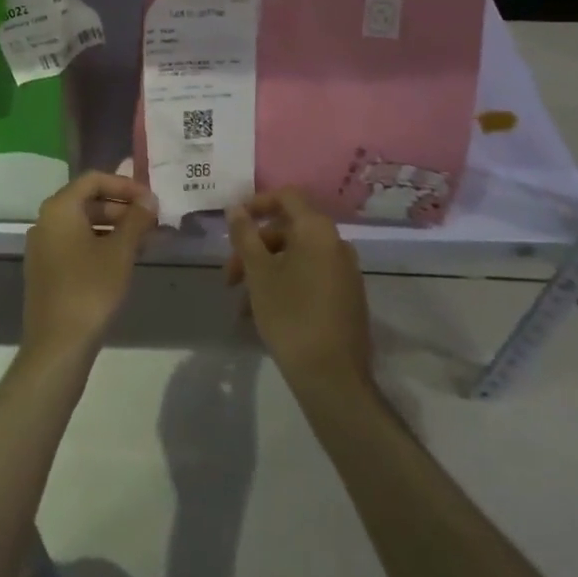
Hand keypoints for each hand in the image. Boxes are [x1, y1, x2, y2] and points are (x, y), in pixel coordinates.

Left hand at [21, 171, 158, 369]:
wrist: (57, 346)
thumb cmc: (90, 290)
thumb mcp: (120, 252)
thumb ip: (136, 220)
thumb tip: (149, 199)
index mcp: (60, 208)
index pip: (94, 179)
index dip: (125, 185)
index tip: (150, 199)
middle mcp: (46, 220)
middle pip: (87, 200)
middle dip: (121, 207)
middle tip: (151, 221)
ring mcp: (43, 246)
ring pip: (83, 224)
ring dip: (114, 227)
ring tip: (144, 241)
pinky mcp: (46, 269)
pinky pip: (75, 243)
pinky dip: (100, 243)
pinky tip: (123, 260)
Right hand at [227, 189, 372, 398]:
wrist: (334, 380)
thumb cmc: (291, 316)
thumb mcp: (259, 273)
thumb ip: (245, 235)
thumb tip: (235, 208)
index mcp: (317, 230)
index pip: (286, 197)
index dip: (257, 203)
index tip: (233, 224)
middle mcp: (336, 243)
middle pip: (289, 230)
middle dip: (255, 247)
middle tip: (230, 276)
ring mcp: (345, 272)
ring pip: (297, 257)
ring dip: (266, 270)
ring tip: (242, 303)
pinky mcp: (347, 298)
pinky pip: (311, 277)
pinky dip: (286, 284)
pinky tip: (264, 314)